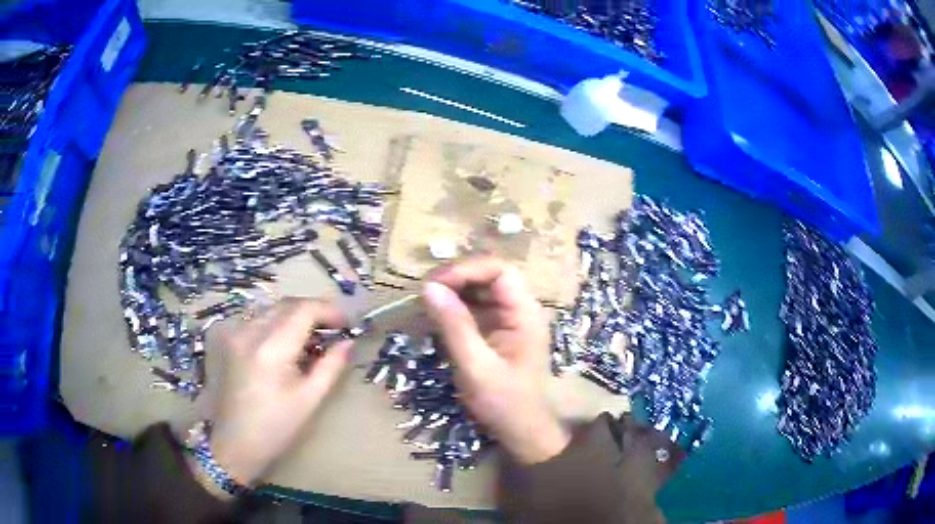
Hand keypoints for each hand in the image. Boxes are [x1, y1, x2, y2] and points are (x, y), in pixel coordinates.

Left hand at [205, 298, 351, 487]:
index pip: (303, 310)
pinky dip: (273, 324)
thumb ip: (331, 366)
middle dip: (312, 312)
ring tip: (308, 338)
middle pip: (286, 304)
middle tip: (331, 329)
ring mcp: (232, 332)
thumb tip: (348, 342)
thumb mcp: (309, 399)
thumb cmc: (275, 428)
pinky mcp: (223, 337)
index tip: (346, 323)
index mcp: (271, 349)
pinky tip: (280, 345)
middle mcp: (248, 332)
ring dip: (292, 316)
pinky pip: (254, 319)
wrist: (233, 442)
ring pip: (270, 309)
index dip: (328, 310)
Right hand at [422, 258, 570, 464]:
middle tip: (424, 292)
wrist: (522, 432)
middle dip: (456, 278)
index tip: (435, 284)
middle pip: (489, 275)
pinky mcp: (496, 332)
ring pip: (480, 290)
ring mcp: (508, 320)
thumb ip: (455, 326)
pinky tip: (436, 316)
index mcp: (525, 313)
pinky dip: (454, 308)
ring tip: (425, 301)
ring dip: (453, 290)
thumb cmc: (504, 403)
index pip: (500, 270)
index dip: (467, 269)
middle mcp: (519, 310)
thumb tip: (429, 287)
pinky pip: (475, 308)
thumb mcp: (476, 367)